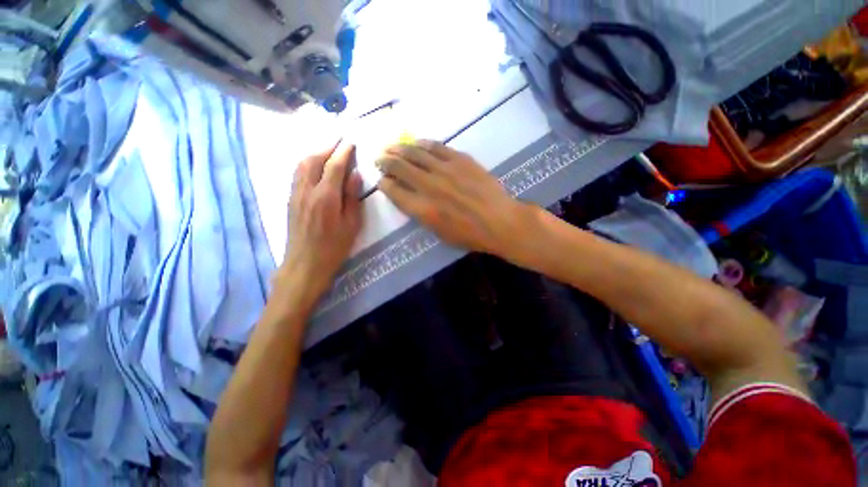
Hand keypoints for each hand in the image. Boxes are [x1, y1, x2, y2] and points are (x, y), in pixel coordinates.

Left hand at [281, 143, 362, 294]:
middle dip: (328, 146)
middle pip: (314, 159)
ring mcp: (295, 194)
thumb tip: (355, 175)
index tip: (351, 141)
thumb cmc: (334, 247)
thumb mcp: (352, 224)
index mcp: (326, 197)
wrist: (305, 264)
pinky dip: (307, 163)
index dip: (344, 152)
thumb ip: (352, 197)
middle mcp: (307, 190)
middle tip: (340, 140)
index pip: (334, 166)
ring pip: (302, 164)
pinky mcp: (290, 200)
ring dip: (315, 152)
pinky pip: (297, 173)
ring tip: (328, 149)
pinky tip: (314, 165)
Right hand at [377, 140, 535, 258]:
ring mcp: (445, 169)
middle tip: (379, 158)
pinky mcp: (460, 159)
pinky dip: (422, 144)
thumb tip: (408, 197)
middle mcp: (429, 186)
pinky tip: (416, 143)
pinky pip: (436, 146)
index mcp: (422, 209)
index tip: (382, 180)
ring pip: (415, 152)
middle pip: (399, 167)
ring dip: (399, 148)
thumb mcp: (439, 233)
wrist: (500, 221)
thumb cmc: (469, 234)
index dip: (384, 183)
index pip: (393, 190)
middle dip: (385, 161)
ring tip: (391, 146)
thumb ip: (420, 214)